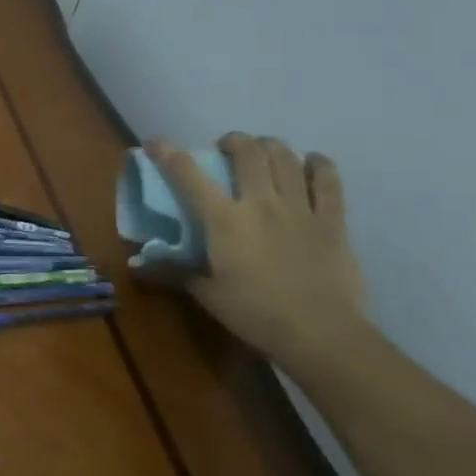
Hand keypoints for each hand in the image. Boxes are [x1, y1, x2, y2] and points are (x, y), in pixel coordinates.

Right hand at [143, 133, 375, 380]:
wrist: (321, 334)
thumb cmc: (255, 315)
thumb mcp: (207, 294)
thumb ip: (177, 270)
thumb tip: (144, 264)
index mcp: (224, 221)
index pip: (188, 175)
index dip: (168, 153)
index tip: (156, 143)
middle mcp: (260, 203)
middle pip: (247, 152)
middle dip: (233, 141)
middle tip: (226, 150)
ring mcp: (299, 209)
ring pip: (285, 157)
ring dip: (270, 146)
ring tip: (264, 152)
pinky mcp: (332, 220)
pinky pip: (329, 180)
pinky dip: (318, 165)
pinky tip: (311, 163)